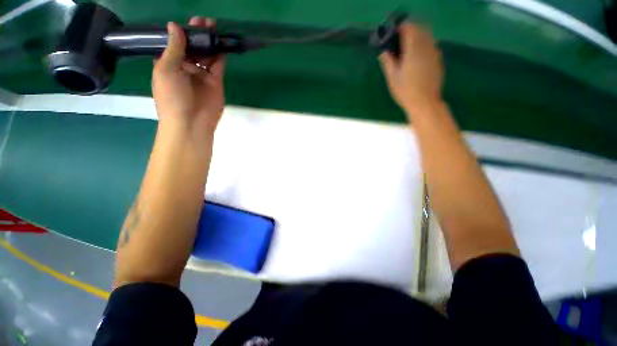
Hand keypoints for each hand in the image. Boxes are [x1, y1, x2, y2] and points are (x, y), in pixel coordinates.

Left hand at [152, 17, 225, 139]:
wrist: (191, 122)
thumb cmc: (172, 97)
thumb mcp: (166, 70)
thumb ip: (173, 49)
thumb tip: (174, 25)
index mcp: (169, 64)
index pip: (175, 44)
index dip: (180, 32)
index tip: (187, 21)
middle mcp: (186, 67)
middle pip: (193, 47)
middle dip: (197, 34)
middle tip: (203, 21)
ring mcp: (202, 75)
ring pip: (207, 55)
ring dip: (209, 42)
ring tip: (213, 27)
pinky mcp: (216, 81)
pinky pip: (218, 65)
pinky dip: (220, 55)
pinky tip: (221, 43)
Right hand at [378, 23, 442, 113]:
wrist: (425, 103)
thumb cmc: (405, 91)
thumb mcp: (392, 78)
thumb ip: (388, 62)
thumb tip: (383, 51)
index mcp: (413, 50)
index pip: (409, 28)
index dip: (401, 28)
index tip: (393, 34)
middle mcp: (426, 47)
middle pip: (420, 28)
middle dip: (410, 30)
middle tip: (399, 41)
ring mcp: (435, 53)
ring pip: (427, 36)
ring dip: (418, 37)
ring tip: (407, 49)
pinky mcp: (438, 60)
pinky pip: (431, 45)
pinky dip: (424, 45)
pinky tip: (417, 57)